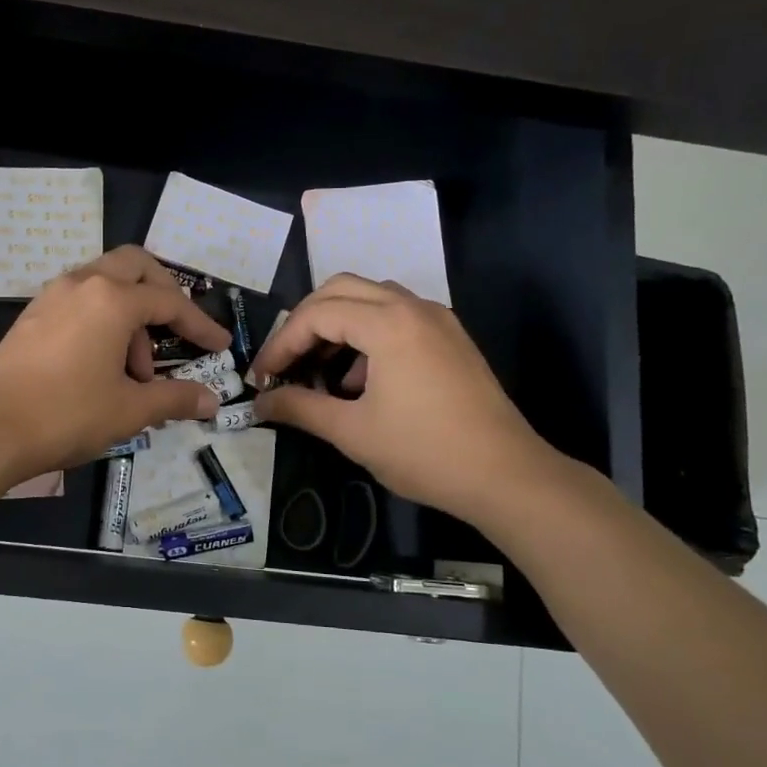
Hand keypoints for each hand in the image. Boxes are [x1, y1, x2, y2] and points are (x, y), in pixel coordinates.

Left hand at [0, 246, 233, 481]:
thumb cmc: (67, 413)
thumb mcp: (129, 409)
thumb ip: (174, 398)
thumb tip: (211, 401)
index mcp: (113, 299)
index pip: (170, 301)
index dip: (200, 324)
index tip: (220, 346)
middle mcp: (82, 283)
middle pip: (135, 266)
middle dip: (164, 294)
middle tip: (177, 332)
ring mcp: (52, 296)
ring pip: (104, 283)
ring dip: (130, 314)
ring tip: (135, 372)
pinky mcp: (32, 315)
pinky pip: (80, 300)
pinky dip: (102, 320)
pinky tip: (101, 365)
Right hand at [250, 275, 555, 524]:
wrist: (506, 476)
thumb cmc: (424, 452)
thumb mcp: (352, 432)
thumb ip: (300, 408)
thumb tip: (259, 404)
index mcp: (388, 323)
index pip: (316, 314)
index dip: (281, 344)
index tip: (261, 378)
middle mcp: (413, 307)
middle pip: (341, 289)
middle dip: (304, 322)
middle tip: (285, 361)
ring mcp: (437, 319)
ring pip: (371, 298)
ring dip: (337, 324)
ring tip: (318, 369)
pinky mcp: (450, 338)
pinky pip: (396, 317)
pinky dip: (367, 334)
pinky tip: (359, 380)